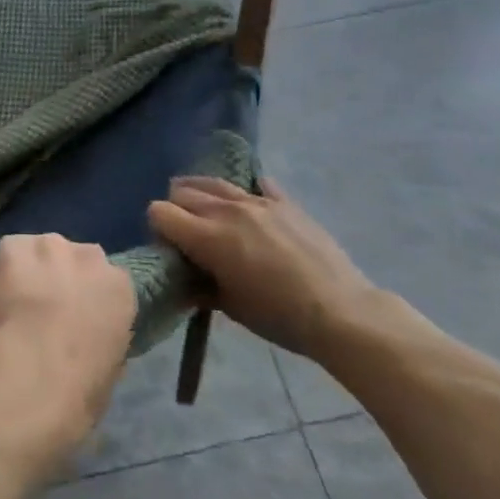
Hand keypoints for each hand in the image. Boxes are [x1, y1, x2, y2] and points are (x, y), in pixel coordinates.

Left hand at [0, 234, 136, 448]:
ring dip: (24, 272)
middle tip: (38, 311)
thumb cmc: (80, 385)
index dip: (84, 299)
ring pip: (33, 252)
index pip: (105, 280)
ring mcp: (46, 246)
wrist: (35, 372)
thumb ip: (99, 335)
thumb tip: (82, 336)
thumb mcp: (110, 365)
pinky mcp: (10, 246)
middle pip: (69, 257)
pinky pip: (3, 258)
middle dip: (55, 278)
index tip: (71, 318)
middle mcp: (87, 255)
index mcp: (119, 285)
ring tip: (9, 306)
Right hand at [147, 177, 376, 355]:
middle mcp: (226, 209)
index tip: (170, 249)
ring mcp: (257, 201)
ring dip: (203, 195)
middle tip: (188, 236)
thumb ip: (200, 285)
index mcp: (207, 236)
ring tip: (211, 215)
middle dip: (177, 210)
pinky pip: (255, 184)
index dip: (158, 229)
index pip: (159, 211)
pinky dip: (246, 194)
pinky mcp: (284, 202)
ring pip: (213, 182)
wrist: (341, 313)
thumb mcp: (230, 307)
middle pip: (182, 191)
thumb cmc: (279, 317)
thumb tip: (184, 280)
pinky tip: (251, 212)